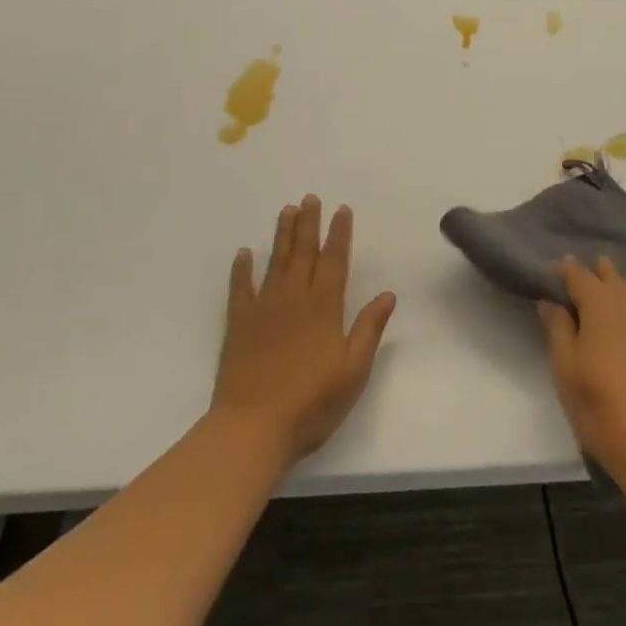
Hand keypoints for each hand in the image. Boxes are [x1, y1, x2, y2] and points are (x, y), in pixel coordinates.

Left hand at [211, 195, 396, 467]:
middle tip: (311, 197)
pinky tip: (244, 253)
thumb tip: (388, 294)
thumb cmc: (311, 403)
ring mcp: (264, 309)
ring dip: (282, 235)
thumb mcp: (354, 370)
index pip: (335, 261)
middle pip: (303, 253)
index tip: (341, 210)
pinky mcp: (238, 325)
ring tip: (287, 210)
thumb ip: (369, 329)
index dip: (339, 234)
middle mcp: (294, 298)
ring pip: (275, 262)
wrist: (253, 428)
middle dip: (309, 223)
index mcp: (324, 307)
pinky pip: (240, 288)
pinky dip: (242, 269)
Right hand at [539, 256, 625, 480]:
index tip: (551, 274)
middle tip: (578, 284)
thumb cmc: (602, 408)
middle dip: (594, 274)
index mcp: (599, 304)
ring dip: (616, 288)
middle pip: (610, 276)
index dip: (564, 270)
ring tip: (604, 300)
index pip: (578, 274)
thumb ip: (557, 329)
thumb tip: (549, 300)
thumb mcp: (566, 371)